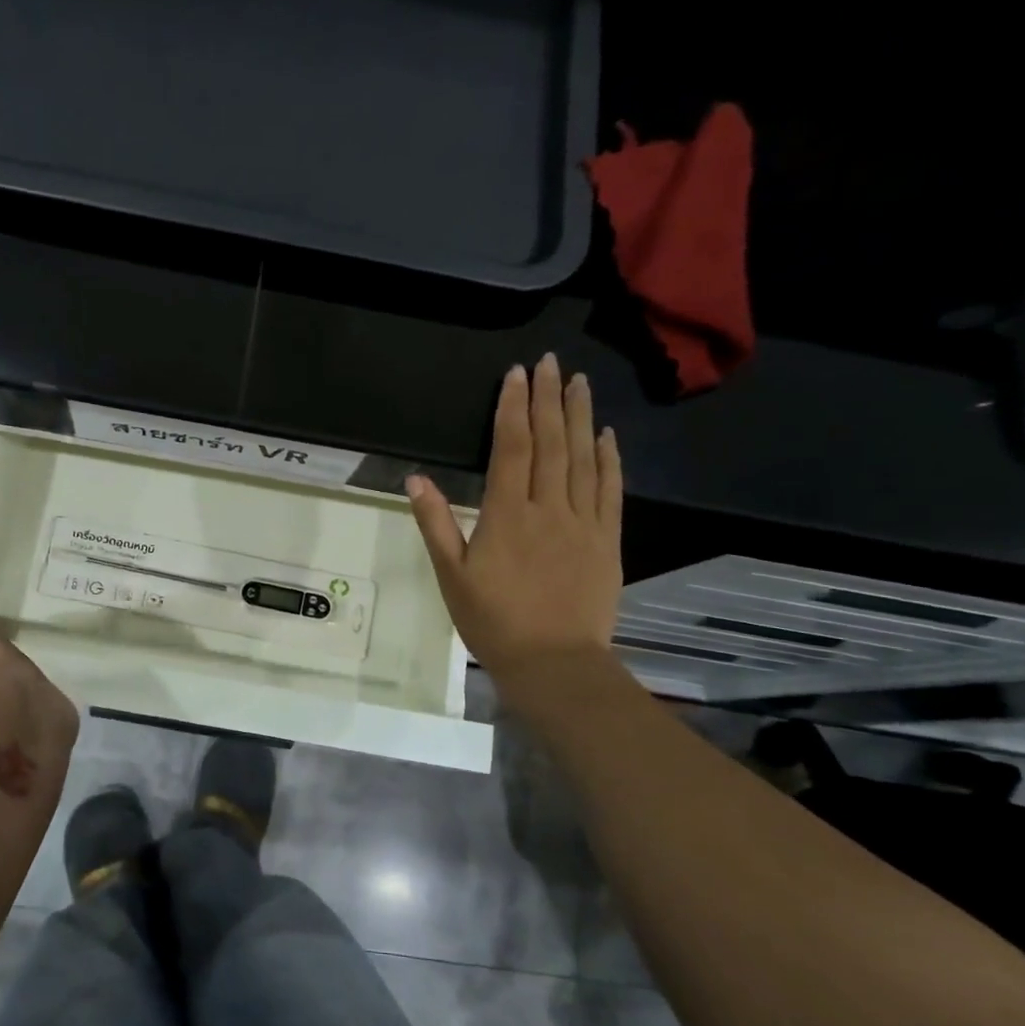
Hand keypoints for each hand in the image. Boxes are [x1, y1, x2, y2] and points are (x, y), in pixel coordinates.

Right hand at [407, 353, 622, 702]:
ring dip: (581, 417)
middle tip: (551, 363)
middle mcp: (548, 507)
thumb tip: (415, 478)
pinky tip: (606, 435)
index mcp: (507, 514)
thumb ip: (435, 524)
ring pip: (583, 458)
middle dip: (549, 399)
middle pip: (551, 443)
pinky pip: (609, 490)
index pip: (512, 447)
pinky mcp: (607, 540)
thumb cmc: (493, 622)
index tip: (517, 374)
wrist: (554, 663)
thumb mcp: (451, 576)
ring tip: (580, 382)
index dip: (513, 408)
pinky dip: (609, 458)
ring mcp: (582, 522)